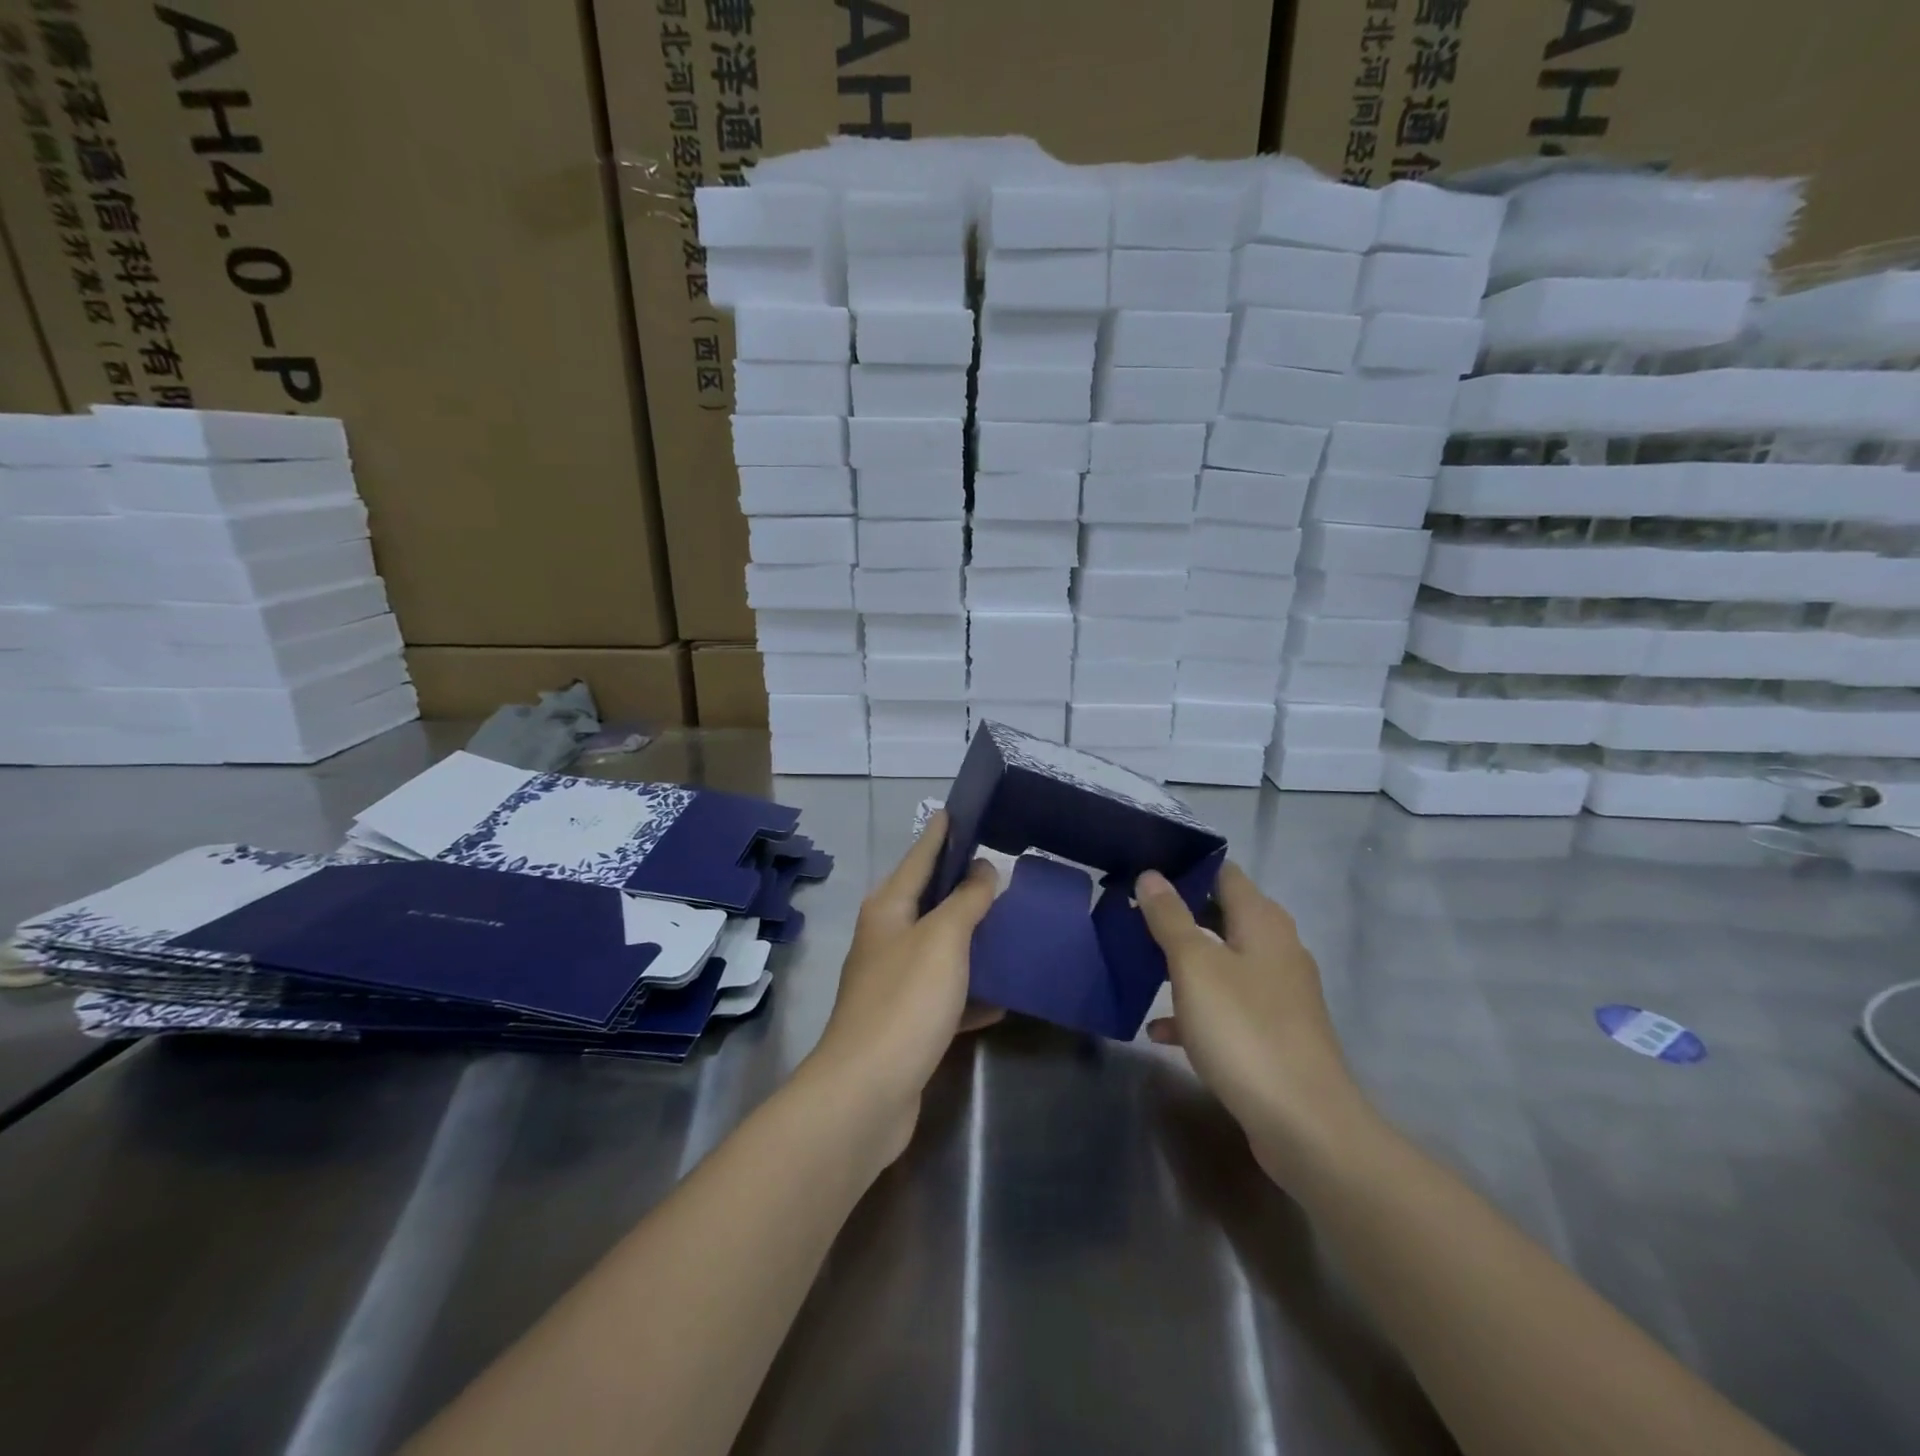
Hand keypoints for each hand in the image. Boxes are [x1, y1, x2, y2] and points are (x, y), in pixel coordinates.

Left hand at [807, 810, 999, 1159]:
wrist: (868, 1092)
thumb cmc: (905, 1001)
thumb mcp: (943, 940)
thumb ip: (966, 901)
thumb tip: (983, 869)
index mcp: (888, 910)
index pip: (918, 858)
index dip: (939, 834)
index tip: (957, 811)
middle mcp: (886, 940)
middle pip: (928, 902)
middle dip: (961, 885)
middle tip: (1002, 868)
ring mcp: (893, 983)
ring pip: (939, 949)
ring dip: (971, 938)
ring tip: (1012, 923)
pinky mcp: (906, 1023)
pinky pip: (946, 994)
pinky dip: (972, 991)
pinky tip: (1004, 995)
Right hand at [1135, 863, 1372, 1185]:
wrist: (1304, 1125)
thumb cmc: (1244, 1030)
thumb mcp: (1195, 966)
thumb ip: (1170, 917)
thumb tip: (1151, 875)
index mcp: (1263, 922)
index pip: (1224, 873)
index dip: (1186, 867)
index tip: (1144, 871)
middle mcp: (1276, 949)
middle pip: (1221, 916)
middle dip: (1177, 916)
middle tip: (1131, 915)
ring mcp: (1278, 994)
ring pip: (1221, 962)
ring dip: (1182, 962)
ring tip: (1137, 963)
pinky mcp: (1272, 1033)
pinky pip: (1226, 1006)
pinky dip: (1195, 1009)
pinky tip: (1160, 1029)